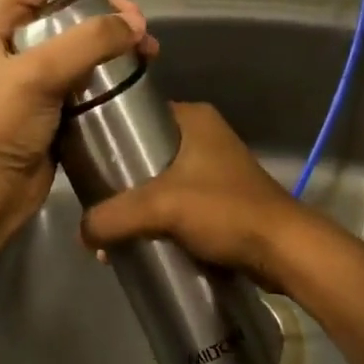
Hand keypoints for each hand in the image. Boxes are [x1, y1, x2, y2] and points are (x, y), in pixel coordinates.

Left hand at [0, 0, 157, 236]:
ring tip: (149, 51)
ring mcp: (40, 76)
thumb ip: (88, 42)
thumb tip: (135, 25)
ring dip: (118, 41)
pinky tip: (138, 76)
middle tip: (138, 23)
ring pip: (86, 44)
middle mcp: (20, 45)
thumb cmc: (4, 124)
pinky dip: (115, 70)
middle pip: (70, 9)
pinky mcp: (58, 104)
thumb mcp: (40, 73)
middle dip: (108, 9)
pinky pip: (92, 75)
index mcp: (2, 26)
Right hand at [78, 102, 310, 292]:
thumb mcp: (161, 207)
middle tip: (91, 198)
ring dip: (137, 202)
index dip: (108, 133)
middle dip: (118, 177)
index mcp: (193, 118)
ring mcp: (214, 167)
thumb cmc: (225, 211)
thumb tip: (81, 232)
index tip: (82, 158)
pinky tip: (136, 238)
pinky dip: (157, 217)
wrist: (282, 250)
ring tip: (109, 227)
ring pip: (159, 179)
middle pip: (145, 149)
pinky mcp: (220, 197)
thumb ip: (114, 215)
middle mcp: (204, 135)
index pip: (137, 113)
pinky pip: (176, 201)